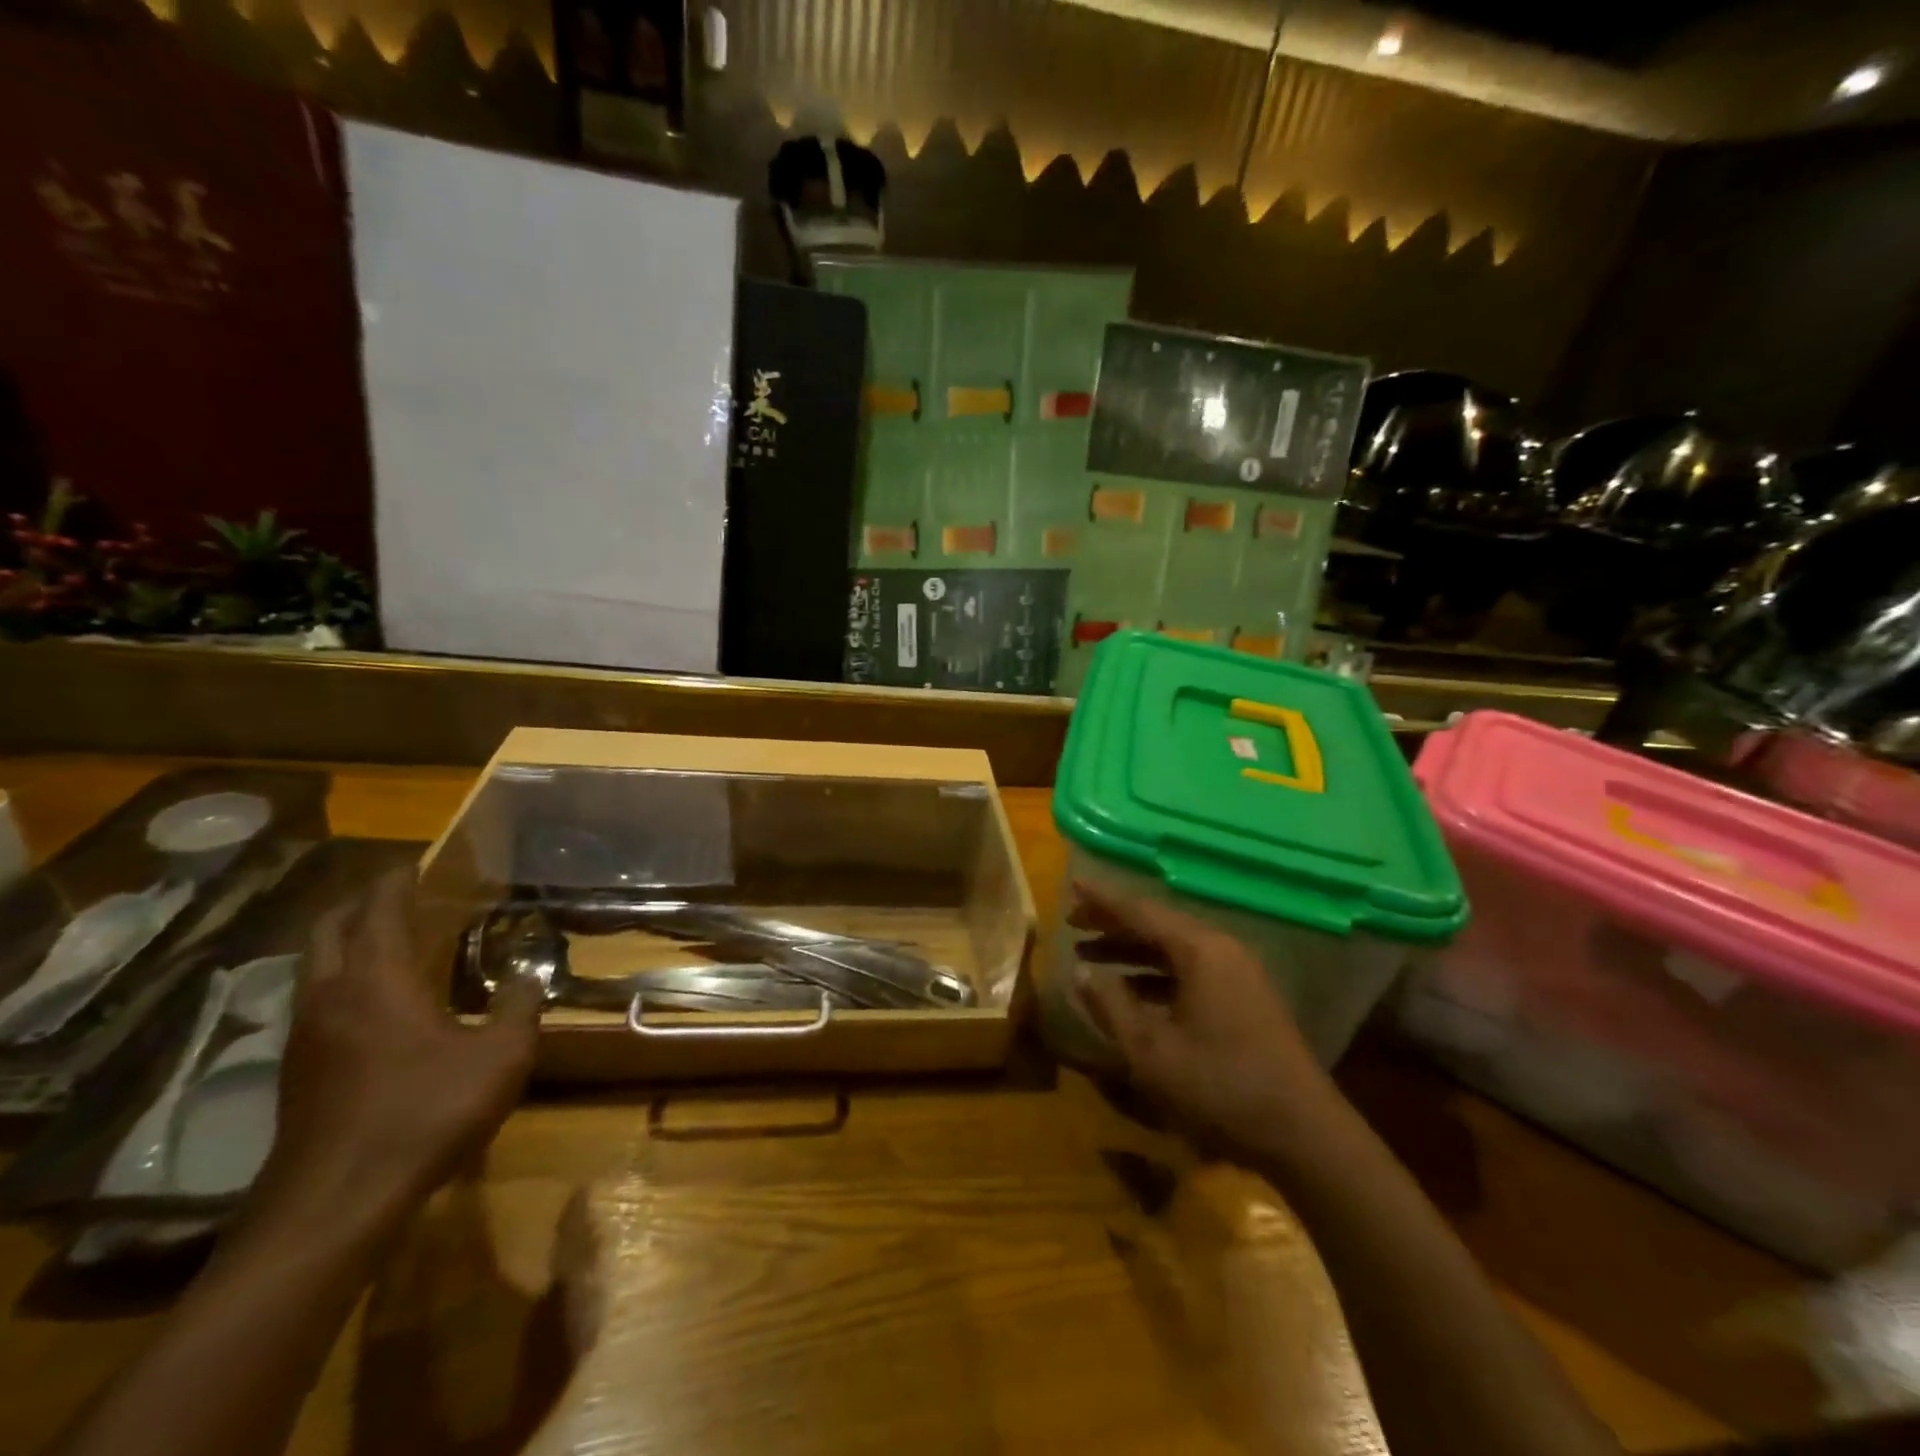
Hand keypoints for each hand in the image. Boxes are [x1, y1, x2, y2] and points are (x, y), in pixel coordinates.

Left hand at [255, 870, 541, 1237]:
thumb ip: (519, 1006)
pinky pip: (314, 1001)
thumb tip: (528, 974)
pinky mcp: (297, 1072)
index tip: (414, 861)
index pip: (377, 911)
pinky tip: (373, 1002)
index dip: (395, 881)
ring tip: (385, 939)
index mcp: (375, 980)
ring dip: (343, 942)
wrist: (337, 1204)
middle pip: (328, 930)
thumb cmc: (426, 1112)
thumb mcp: (501, 1056)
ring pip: (313, 967)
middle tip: (395, 892)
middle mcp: (329, 997)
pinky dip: (339, 980)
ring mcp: (305, 1037)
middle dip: (358, 903)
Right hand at [1070, 878, 1341, 1162]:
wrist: (1305, 1136)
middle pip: (1158, 924)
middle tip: (1073, 923)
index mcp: (1200, 950)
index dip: (1102, 900)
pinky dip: (1156, 974)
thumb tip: (1080, 972)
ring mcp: (1238, 974)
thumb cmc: (1221, 1088)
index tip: (1071, 884)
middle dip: (1113, 924)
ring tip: (1090, 955)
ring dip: (1132, 951)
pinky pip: (1190, 970)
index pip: (1141, 911)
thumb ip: (1111, 1006)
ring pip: (1174, 949)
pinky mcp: (1245, 998)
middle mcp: (1221, 949)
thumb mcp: (1151, 1051)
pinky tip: (1131, 990)